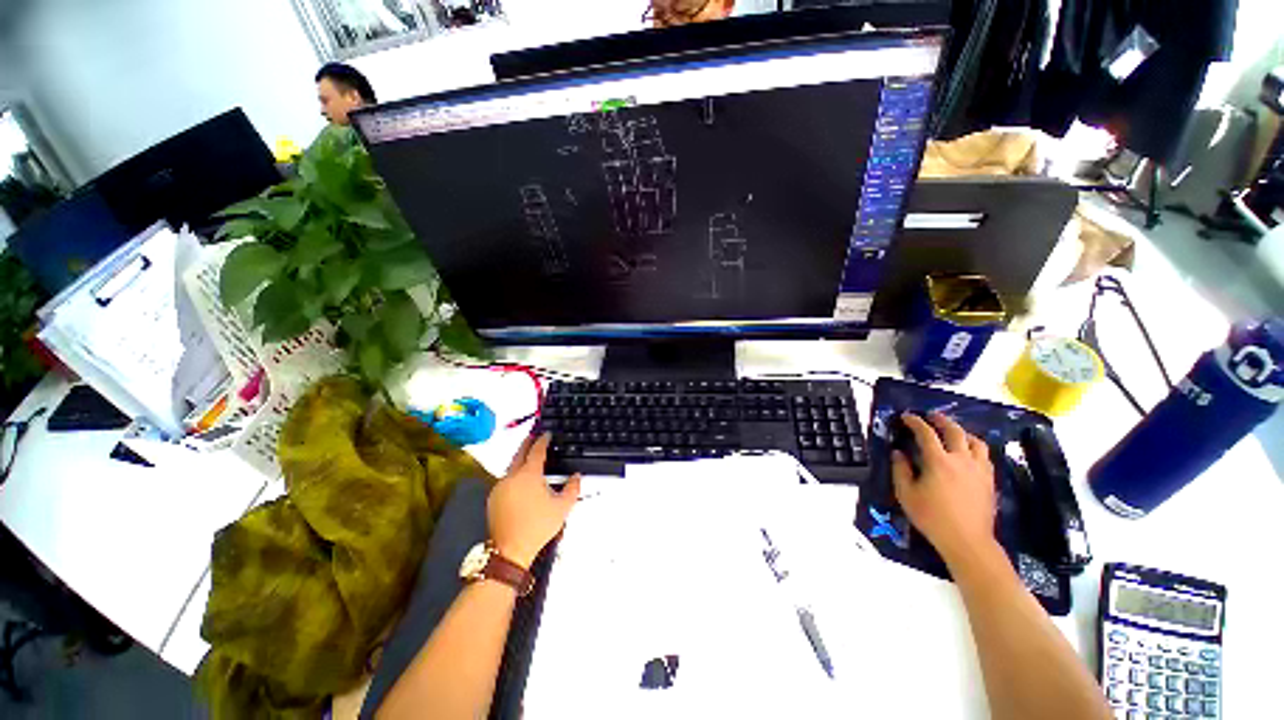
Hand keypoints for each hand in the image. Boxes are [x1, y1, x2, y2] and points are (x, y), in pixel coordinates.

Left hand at [488, 433, 580, 568]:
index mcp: (529, 475)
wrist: (510, 550)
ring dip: (520, 458)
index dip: (542, 440)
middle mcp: (512, 476)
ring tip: (529, 456)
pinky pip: (505, 478)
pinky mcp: (493, 498)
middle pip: (519, 453)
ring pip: (511, 466)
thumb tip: (576, 475)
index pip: (536, 450)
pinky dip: (514, 473)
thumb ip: (572, 488)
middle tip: (534, 436)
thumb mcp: (562, 508)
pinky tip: (521, 479)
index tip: (547, 434)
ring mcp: (500, 487)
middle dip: (527, 443)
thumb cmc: (538, 526)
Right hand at [891, 412, 997, 564]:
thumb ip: (900, 470)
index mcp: (938, 461)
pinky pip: (984, 456)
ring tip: (953, 433)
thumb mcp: (906, 494)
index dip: (915, 422)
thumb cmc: (932, 517)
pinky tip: (968, 454)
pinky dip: (974, 448)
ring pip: (975, 441)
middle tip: (931, 416)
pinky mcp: (989, 480)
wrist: (967, 541)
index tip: (906, 417)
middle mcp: (961, 460)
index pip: (926, 433)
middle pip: (955, 431)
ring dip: (962, 433)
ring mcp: (979, 470)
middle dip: (941, 420)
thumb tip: (898, 452)